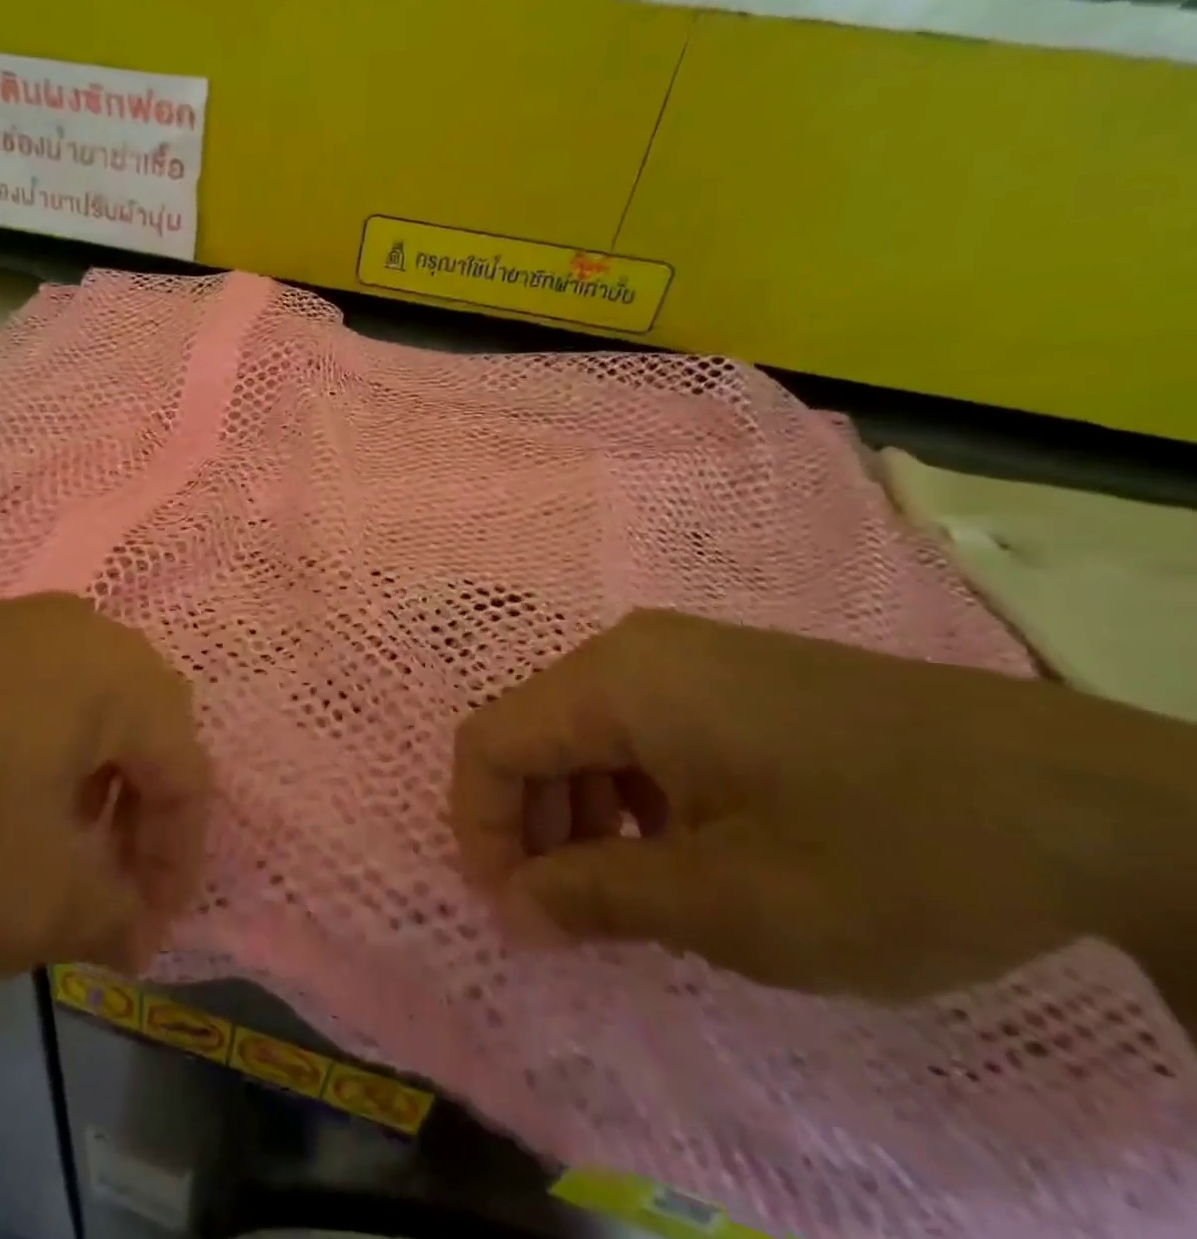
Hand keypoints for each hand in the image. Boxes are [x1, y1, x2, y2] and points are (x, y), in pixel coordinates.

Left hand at [0, 594, 209, 976]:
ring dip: (86, 783)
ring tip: (45, 847)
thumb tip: (132, 925)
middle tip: (103, 885)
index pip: (188, 773)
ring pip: (84, 708)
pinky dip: (32, 754)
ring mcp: (9, 622)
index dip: (177, 864)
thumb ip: (108, 916)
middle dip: (137, 815)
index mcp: (119, 677)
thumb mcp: (29, 902)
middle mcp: (78, 631)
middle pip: (145, 729)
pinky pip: (26, 694)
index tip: (141, 937)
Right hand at [451, 610, 1196, 1008]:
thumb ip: (596, 899)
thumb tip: (511, 908)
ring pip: (584, 731)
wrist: (1087, 802)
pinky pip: (639, 727)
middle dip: (532, 825)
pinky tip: (682, 848)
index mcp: (615, 681)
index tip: (511, 911)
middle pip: (533, 733)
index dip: (479, 826)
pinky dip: (630, 792)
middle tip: (568, 915)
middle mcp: (633, 651)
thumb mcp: (729, 902)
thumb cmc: (885, 851)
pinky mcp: (728, 675)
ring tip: (628, 892)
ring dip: (581, 813)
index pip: (490, 742)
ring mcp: (685, 656)